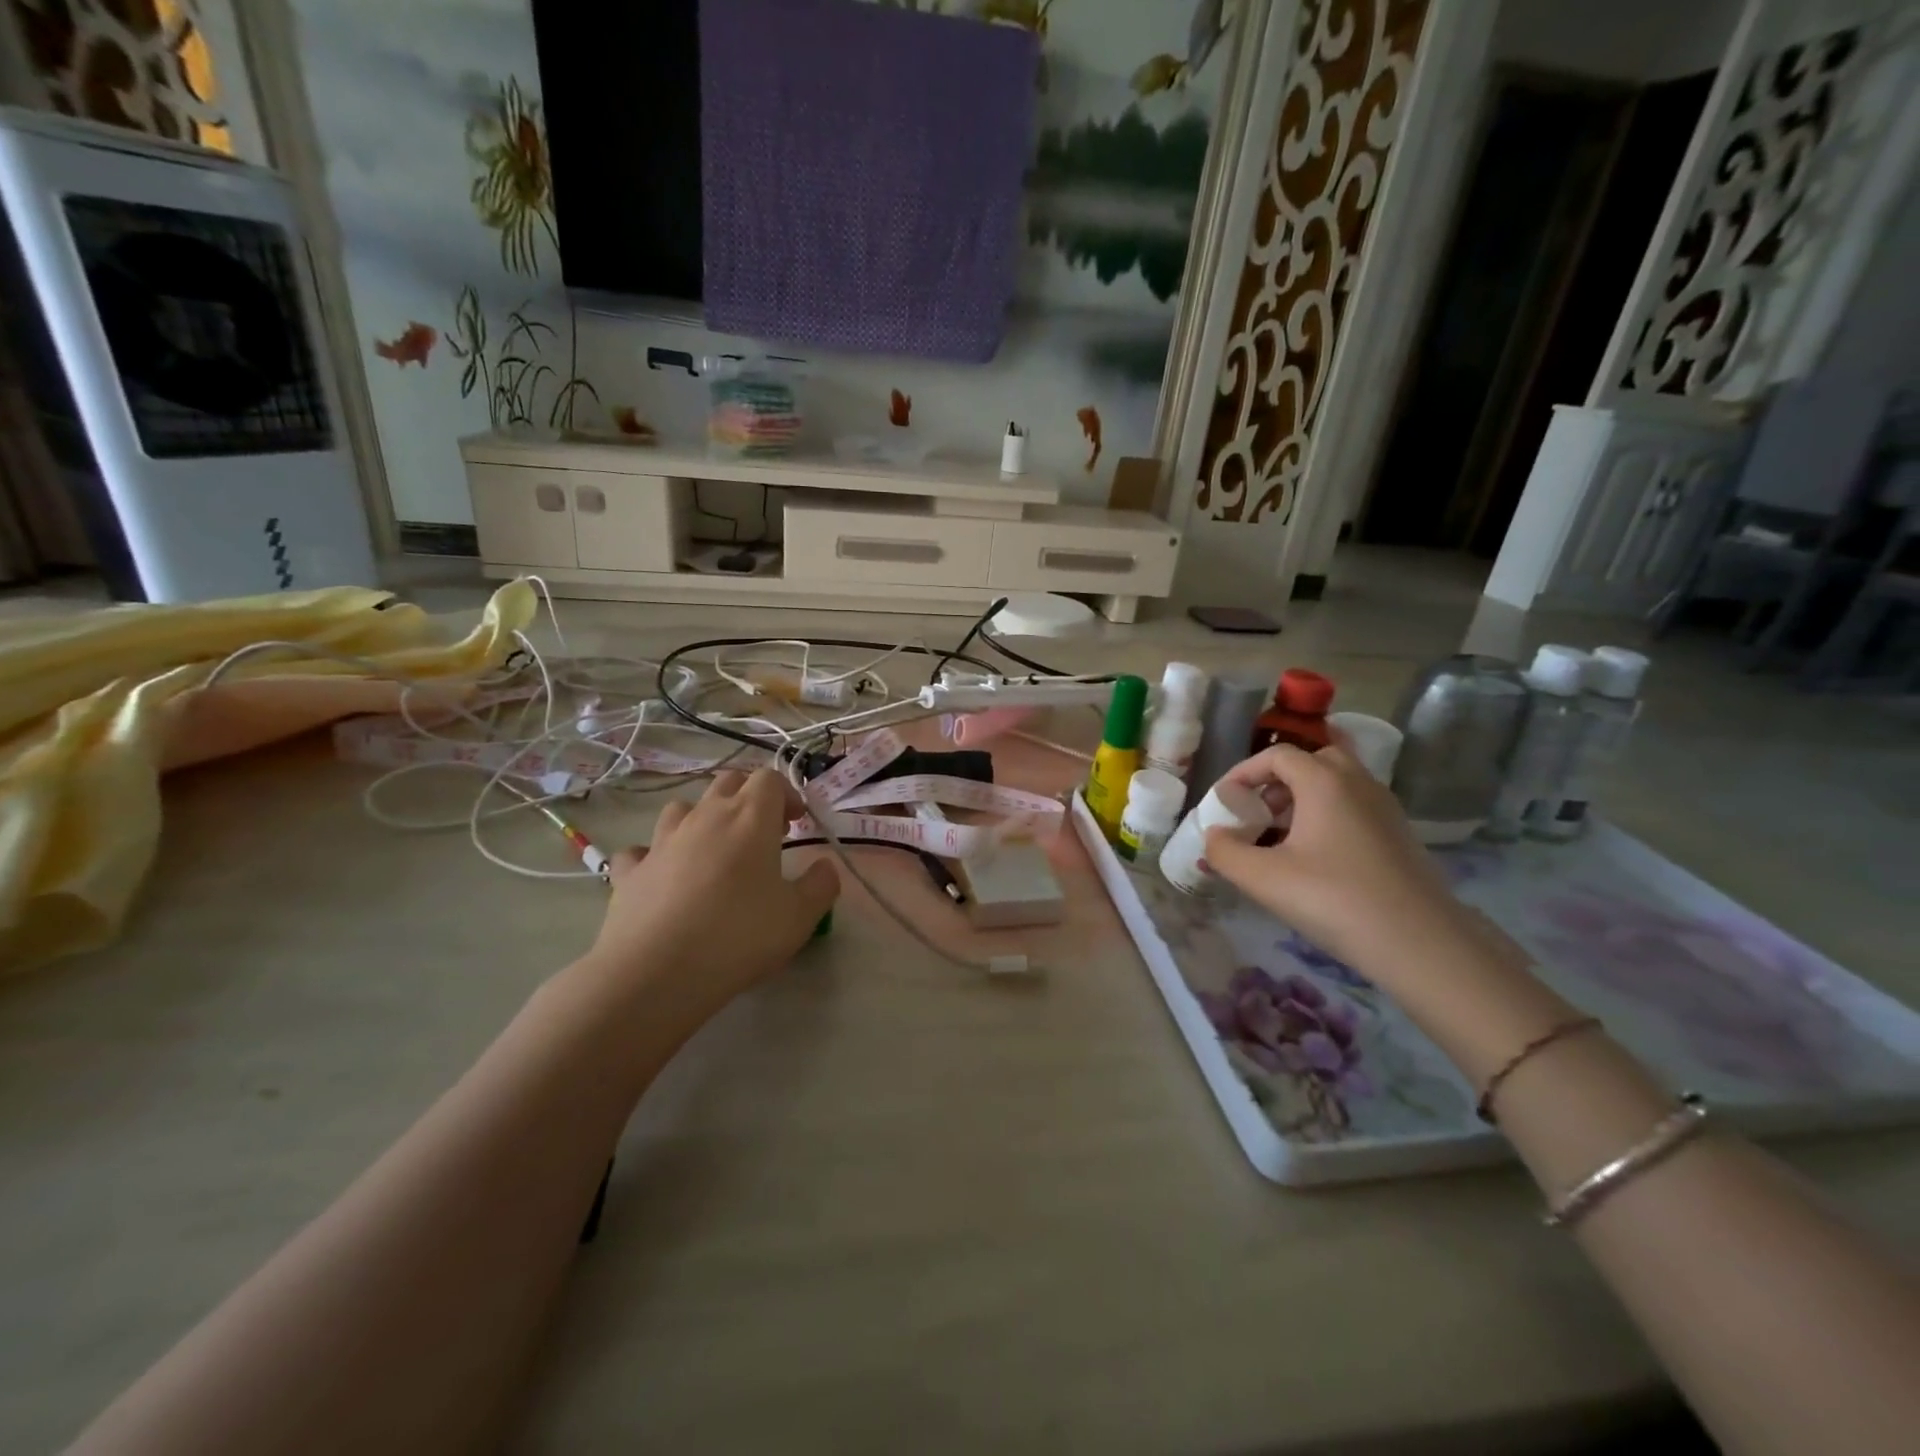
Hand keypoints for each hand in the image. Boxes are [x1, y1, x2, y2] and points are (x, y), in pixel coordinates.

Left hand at [579, 768, 838, 1016]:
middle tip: (763, 834)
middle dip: (749, 797)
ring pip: (683, 808)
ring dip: (702, 818)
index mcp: (750, 817)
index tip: (796, 823)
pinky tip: (664, 877)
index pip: (770, 779)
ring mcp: (661, 841)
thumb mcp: (799, 917)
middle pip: (728, 782)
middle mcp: (705, 817)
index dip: (787, 794)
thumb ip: (820, 885)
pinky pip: (642, 850)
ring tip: (714, 850)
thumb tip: (824, 867)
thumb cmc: (739, 936)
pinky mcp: (630, 871)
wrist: (655, 972)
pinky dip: (655, 856)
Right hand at [1202, 744, 1470, 975]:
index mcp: (1325, 781)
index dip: (1243, 773)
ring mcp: (1384, 808)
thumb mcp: (1262, 878)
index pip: (1277, 755)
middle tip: (1258, 813)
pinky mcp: (1397, 835)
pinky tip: (1313, 859)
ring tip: (1279, 839)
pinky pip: (1353, 807)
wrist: (1421, 943)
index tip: (1225, 804)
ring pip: (1336, 785)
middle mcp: (1358, 783)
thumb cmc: (1334, 899)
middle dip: (1278, 781)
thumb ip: (1224, 851)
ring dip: (1302, 800)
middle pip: (1312, 760)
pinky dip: (1326, 817)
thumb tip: (1214, 836)